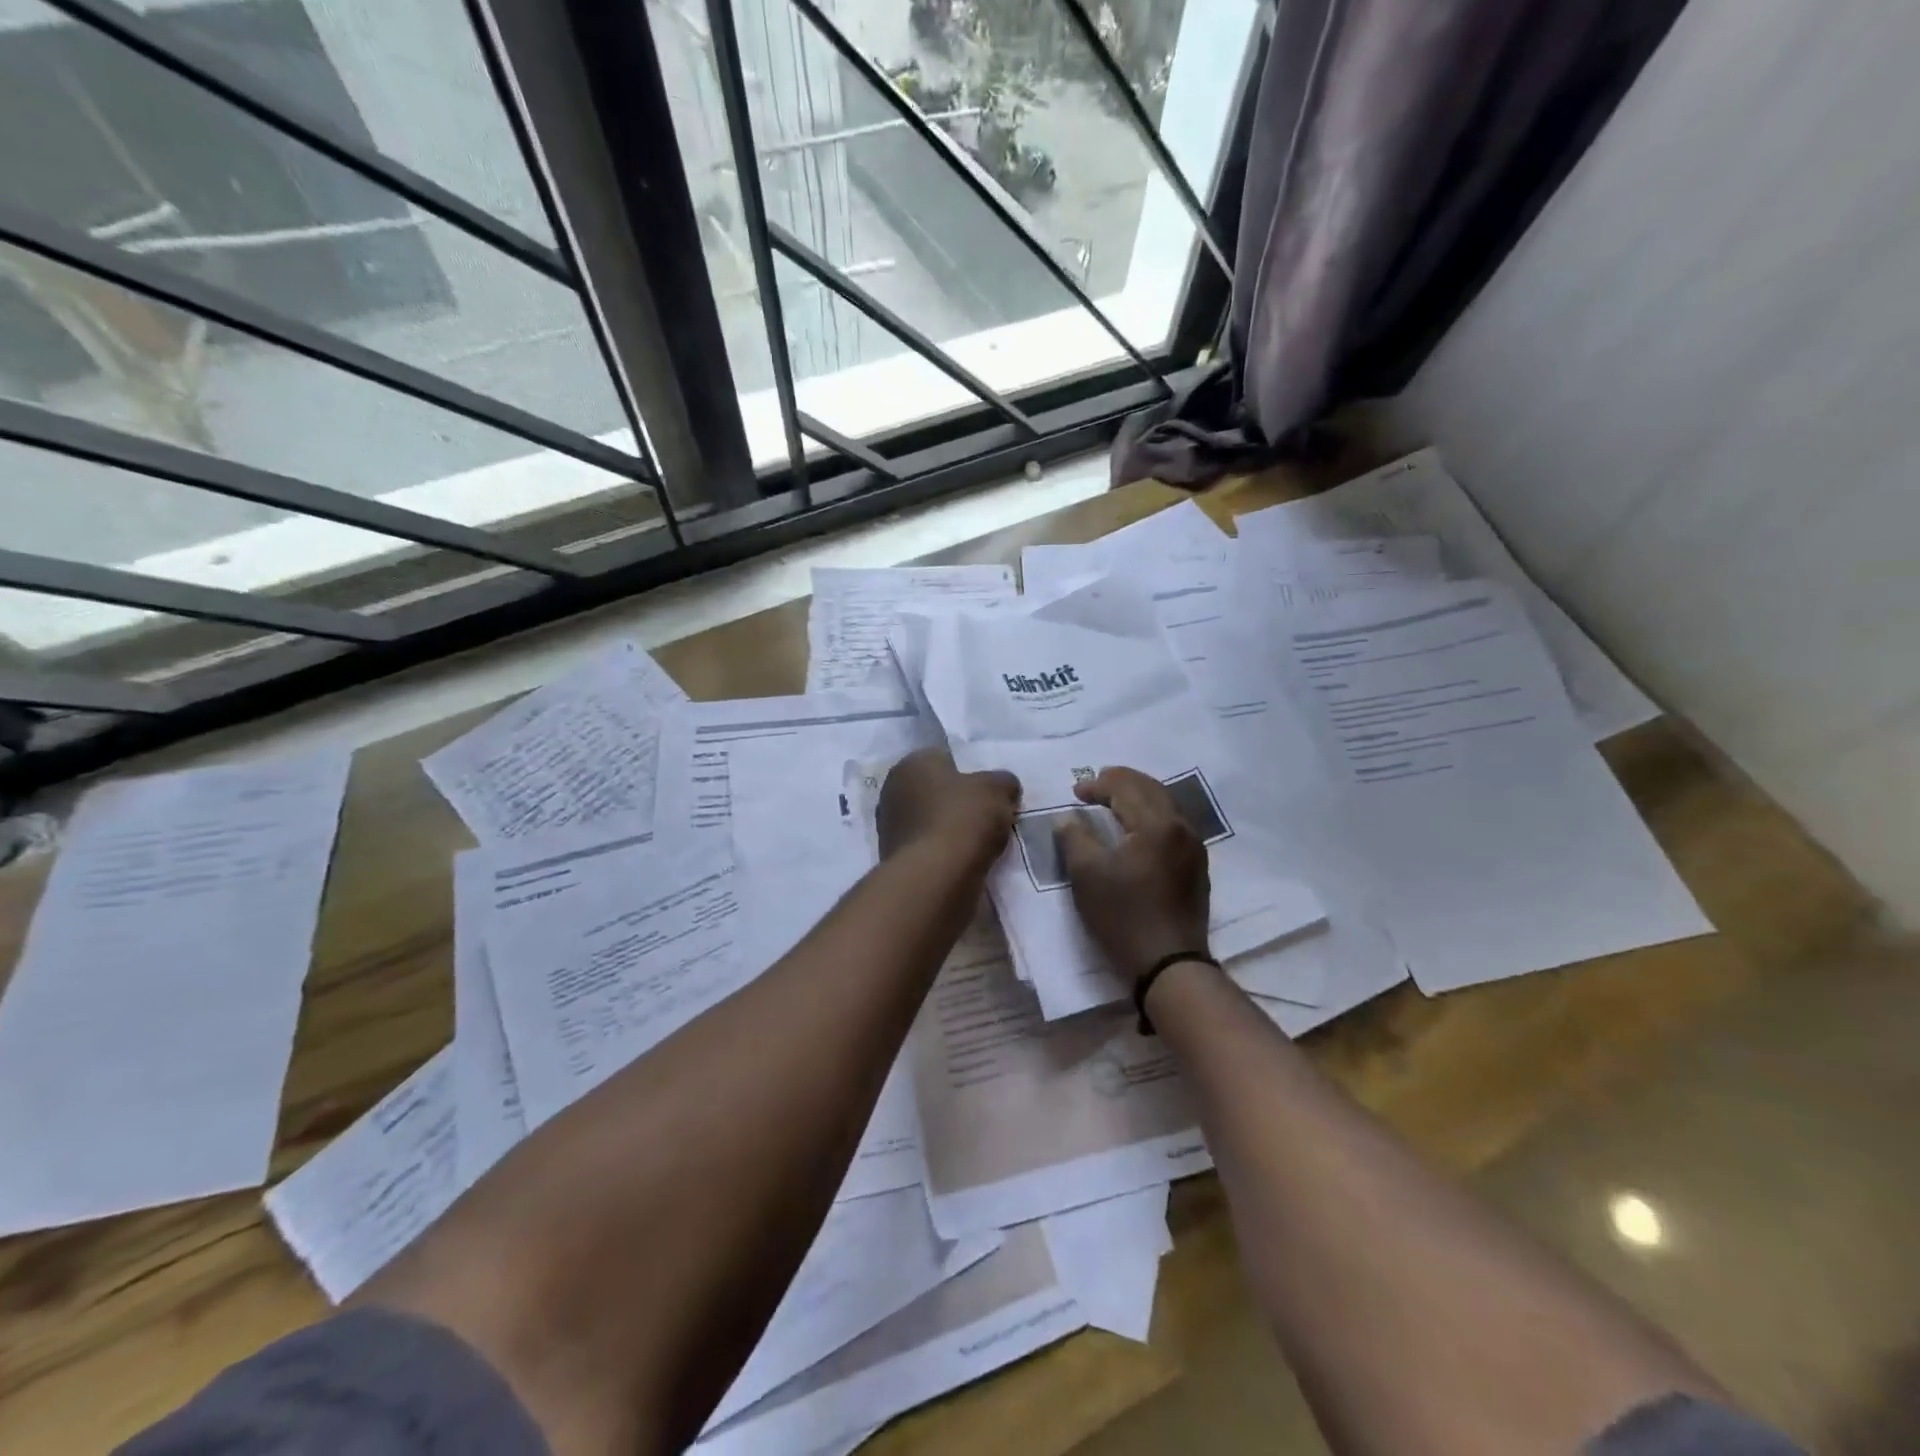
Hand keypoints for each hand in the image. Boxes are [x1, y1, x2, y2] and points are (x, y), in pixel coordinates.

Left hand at [877, 748, 1019, 863]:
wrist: (935, 877)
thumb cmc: (963, 819)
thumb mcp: (998, 790)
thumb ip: (1003, 782)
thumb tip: (1005, 788)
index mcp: (911, 764)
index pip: (945, 759)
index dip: (971, 774)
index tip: (990, 792)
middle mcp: (892, 790)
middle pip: (936, 792)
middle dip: (958, 802)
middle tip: (986, 816)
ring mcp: (889, 827)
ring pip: (931, 821)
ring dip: (950, 829)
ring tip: (979, 843)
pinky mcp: (894, 858)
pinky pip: (928, 847)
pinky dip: (943, 852)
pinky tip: (963, 861)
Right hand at [1055, 767, 1210, 981]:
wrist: (1169, 963)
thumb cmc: (1124, 916)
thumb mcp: (1086, 874)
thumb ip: (1074, 837)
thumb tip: (1068, 818)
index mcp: (1157, 823)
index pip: (1126, 787)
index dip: (1098, 784)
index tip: (1075, 792)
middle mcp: (1182, 827)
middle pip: (1151, 789)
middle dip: (1121, 782)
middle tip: (1096, 785)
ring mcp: (1194, 847)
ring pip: (1166, 805)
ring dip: (1138, 797)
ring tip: (1114, 803)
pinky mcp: (1197, 867)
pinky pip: (1173, 825)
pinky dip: (1151, 816)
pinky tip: (1136, 830)